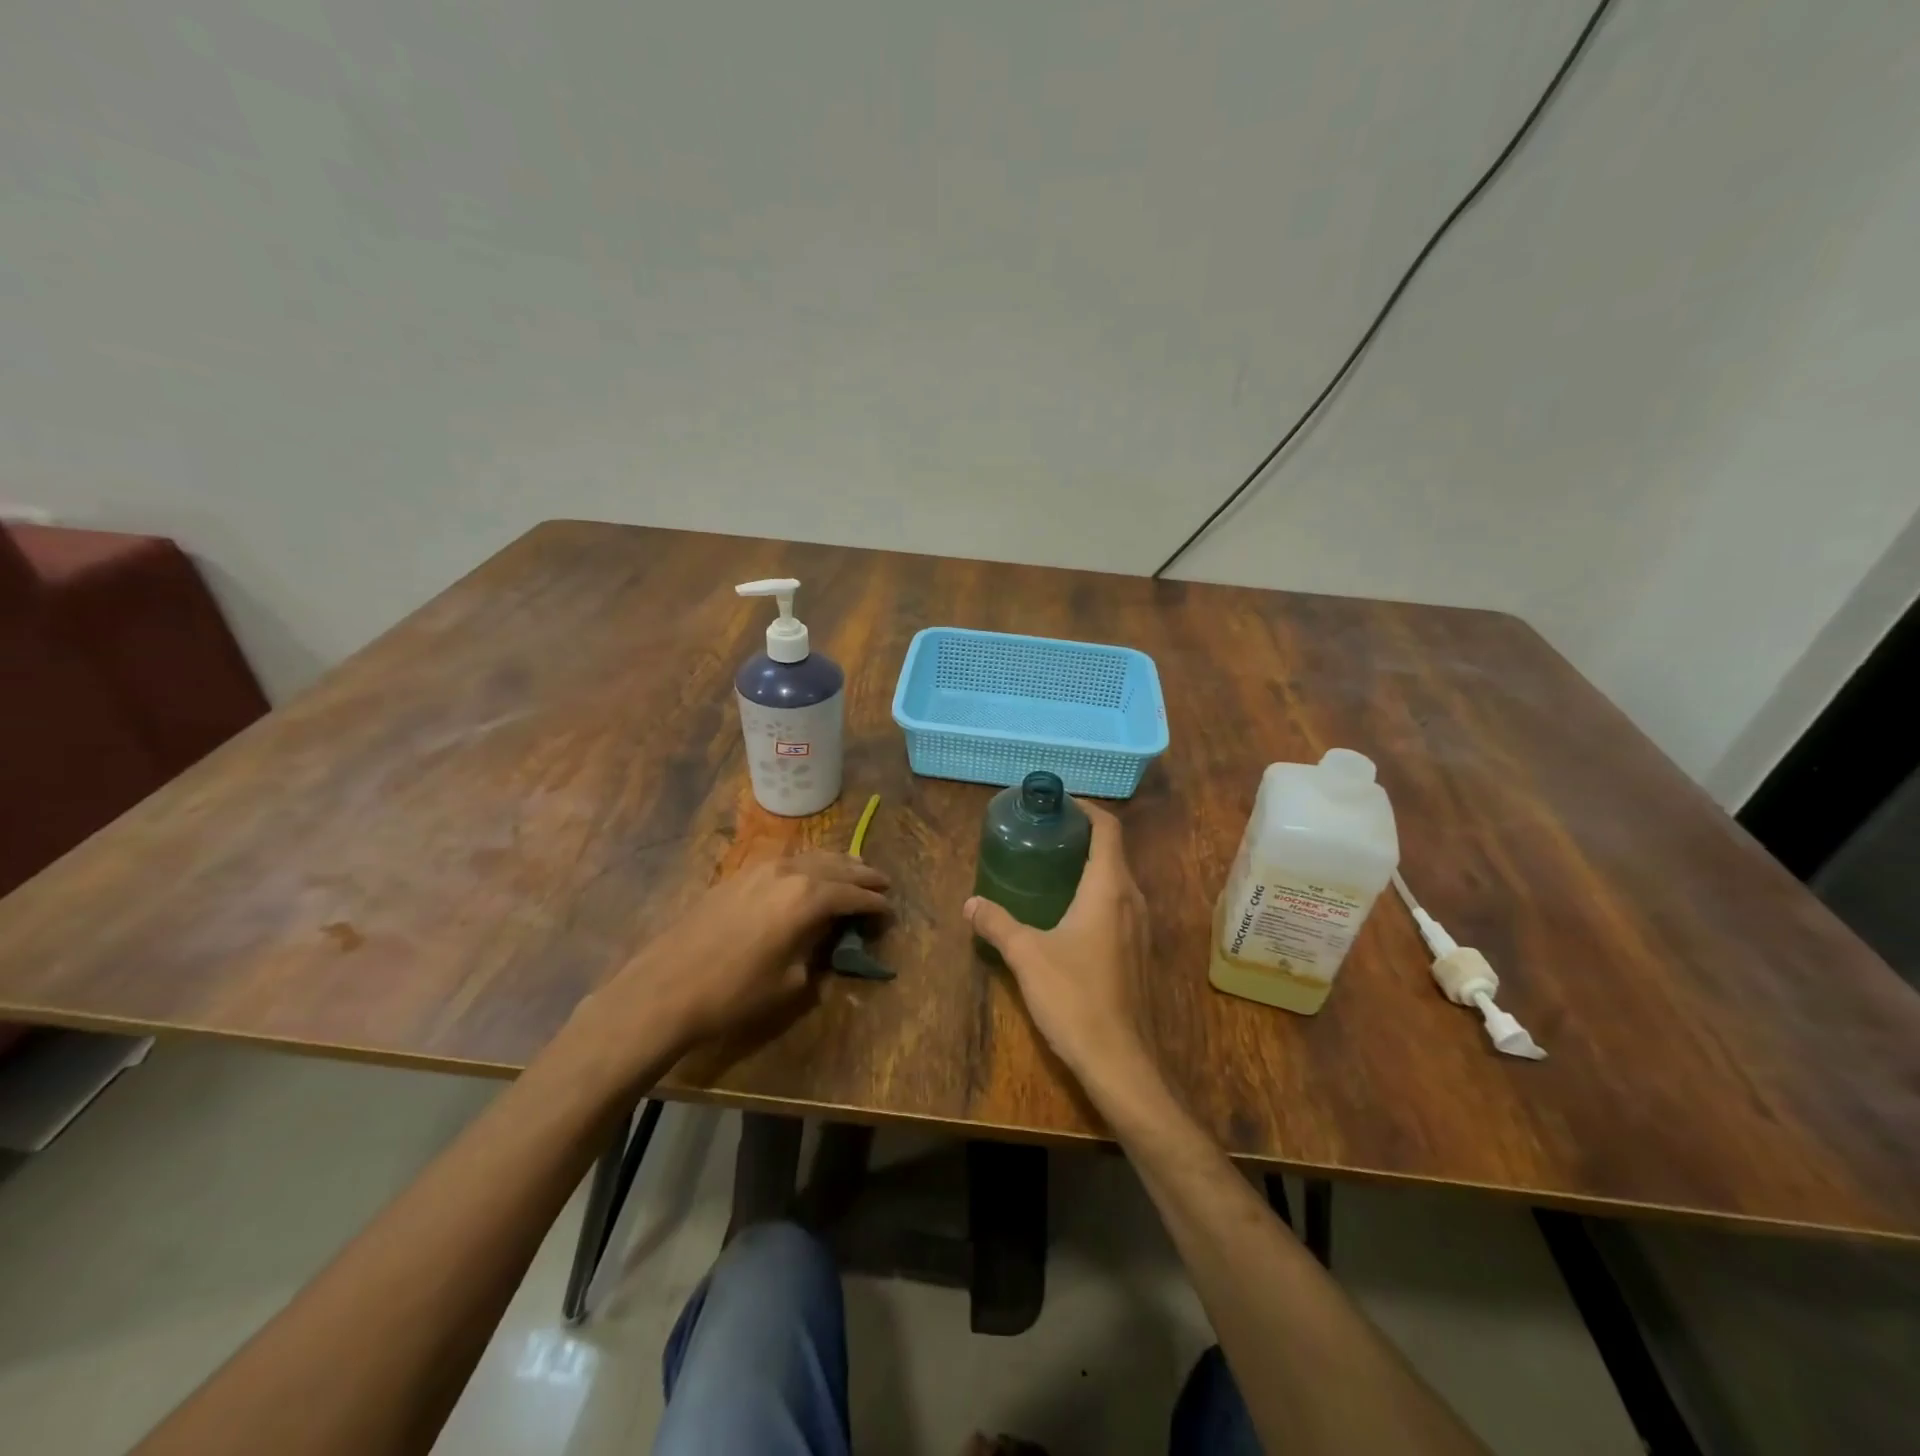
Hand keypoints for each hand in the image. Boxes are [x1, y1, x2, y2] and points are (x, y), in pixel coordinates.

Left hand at [596, 852, 889, 1053]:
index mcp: (808, 897)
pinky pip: (786, 861)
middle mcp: (789, 872)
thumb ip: (816, 952)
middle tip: (882, 882)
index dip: (875, 904)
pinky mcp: (738, 875)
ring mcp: (761, 869)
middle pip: (836, 866)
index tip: (890, 910)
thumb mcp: (790, 981)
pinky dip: (808, 864)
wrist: (666, 987)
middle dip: (862, 874)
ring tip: (853, 870)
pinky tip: (809, 874)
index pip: (853, 895)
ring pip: (810, 857)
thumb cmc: (736, 992)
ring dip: (836, 863)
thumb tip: (824, 938)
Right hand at [965, 801, 1153, 1087]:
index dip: (1086, 810)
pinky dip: (1097, 894)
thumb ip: (997, 923)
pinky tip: (1067, 914)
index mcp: (1109, 888)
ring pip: (1118, 880)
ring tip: (1051, 869)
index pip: (1108, 829)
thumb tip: (971, 903)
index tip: (1058, 805)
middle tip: (1044, 836)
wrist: (1119, 1060)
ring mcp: (1140, 927)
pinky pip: (1119, 906)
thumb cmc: (1074, 996)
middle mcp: (1132, 899)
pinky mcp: (1139, 952)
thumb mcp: (1026, 955)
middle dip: (1082, 838)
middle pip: (1113, 851)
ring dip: (1090, 867)